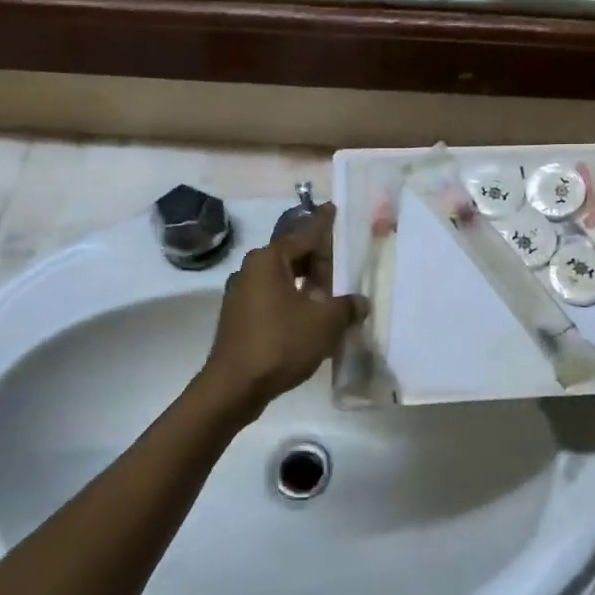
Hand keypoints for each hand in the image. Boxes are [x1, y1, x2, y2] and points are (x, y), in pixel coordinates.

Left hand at [199, 204, 364, 412]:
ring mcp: (242, 294)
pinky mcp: (240, 317)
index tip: (333, 208)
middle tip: (344, 266)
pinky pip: (273, 297)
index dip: (323, 223)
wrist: (234, 387)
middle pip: (293, 255)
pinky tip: (311, 316)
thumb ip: (346, 306)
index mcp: (270, 260)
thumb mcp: (325, 322)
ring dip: (307, 284)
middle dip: (319, 260)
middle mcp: (252, 269)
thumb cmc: (281, 343)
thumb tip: (360, 302)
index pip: (305, 233)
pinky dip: (293, 300)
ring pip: (283, 278)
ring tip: (332, 294)